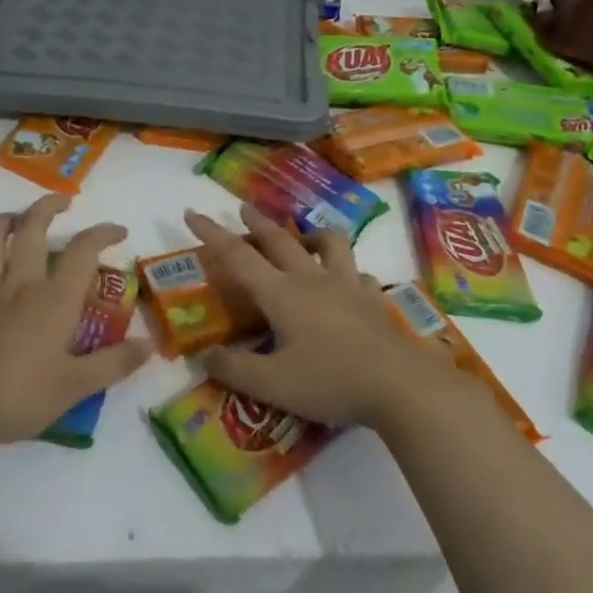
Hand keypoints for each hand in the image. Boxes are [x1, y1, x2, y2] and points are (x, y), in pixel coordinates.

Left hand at [0, 195, 151, 449]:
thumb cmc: (21, 397)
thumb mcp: (77, 387)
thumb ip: (115, 363)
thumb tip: (149, 345)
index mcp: (54, 298)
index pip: (83, 251)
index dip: (102, 233)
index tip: (118, 231)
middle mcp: (19, 283)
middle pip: (33, 228)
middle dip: (48, 207)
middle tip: (62, 202)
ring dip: (4, 222)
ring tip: (16, 218)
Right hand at [185, 205, 463, 429]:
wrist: (400, 385)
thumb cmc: (330, 381)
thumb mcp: (272, 384)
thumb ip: (235, 369)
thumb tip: (204, 356)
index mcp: (282, 293)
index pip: (238, 256)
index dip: (212, 234)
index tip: (192, 212)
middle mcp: (312, 279)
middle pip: (280, 241)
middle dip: (258, 223)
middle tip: (244, 207)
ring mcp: (348, 285)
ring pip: (328, 244)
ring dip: (311, 234)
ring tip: (303, 237)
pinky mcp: (374, 300)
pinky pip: (360, 276)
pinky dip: (350, 273)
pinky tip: (351, 283)